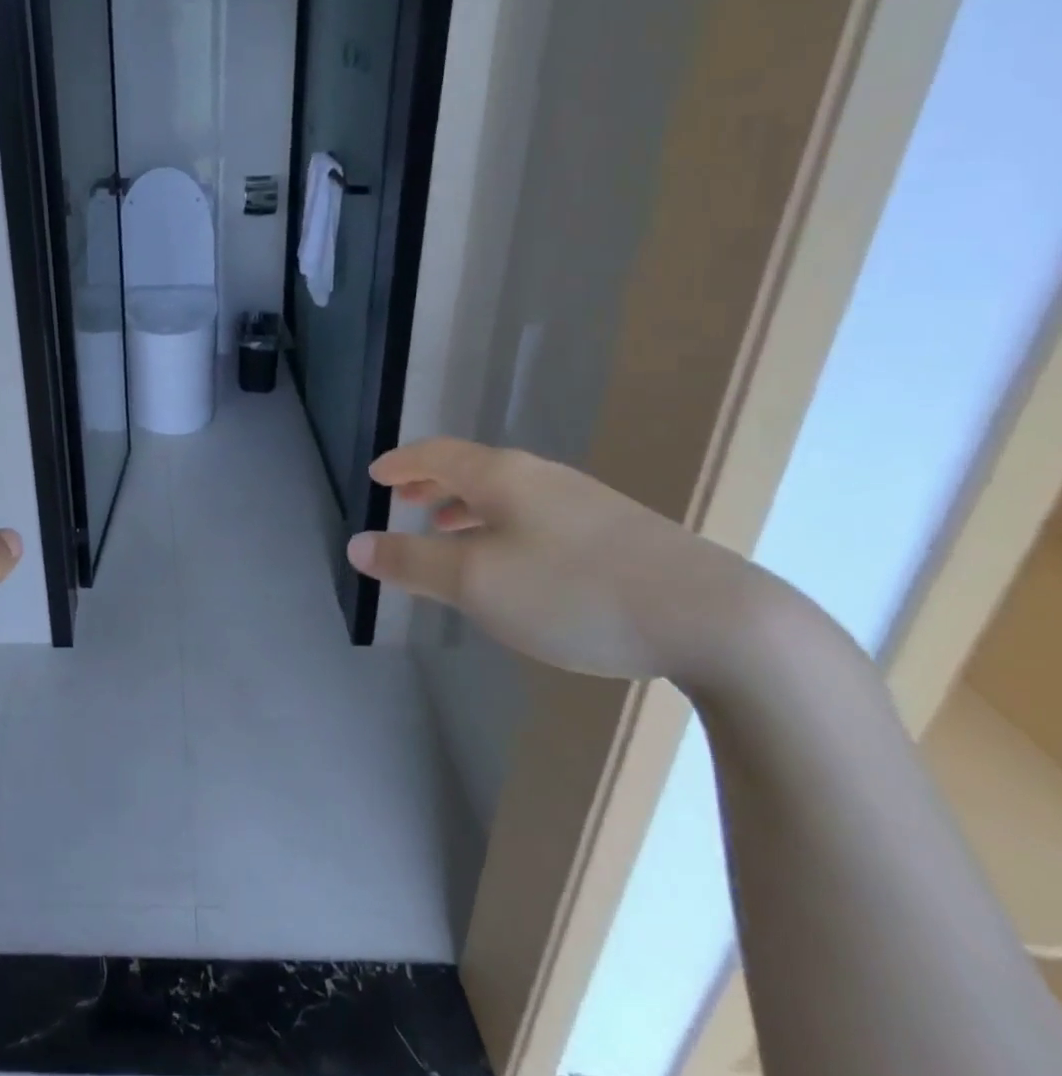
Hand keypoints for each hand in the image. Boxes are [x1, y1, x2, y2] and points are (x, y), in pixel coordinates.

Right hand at [346, 438, 806, 691]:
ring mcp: (585, 504)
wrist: (718, 621)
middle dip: (432, 482)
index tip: (377, 475)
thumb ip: (411, 563)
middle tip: (404, 497)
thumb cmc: (574, 592)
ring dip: (467, 506)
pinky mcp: (619, 534)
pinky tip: (515, 561)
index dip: (401, 463)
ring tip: (448, 528)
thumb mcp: (476, 583)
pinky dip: (503, 525)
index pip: (436, 454)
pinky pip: (537, 516)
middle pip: (472, 468)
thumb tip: (357, 545)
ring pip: (507, 494)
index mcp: (502, 476)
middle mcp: (541, 477)